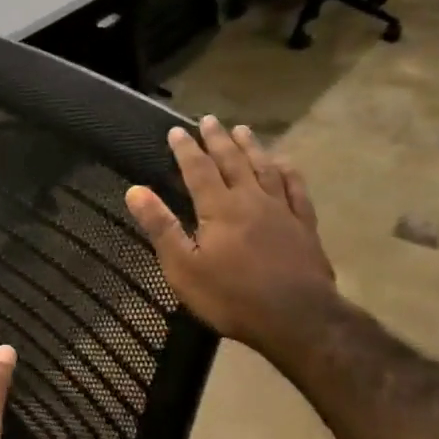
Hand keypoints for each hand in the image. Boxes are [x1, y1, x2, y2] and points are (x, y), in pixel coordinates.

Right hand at [125, 115, 334, 351]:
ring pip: (264, 168)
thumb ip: (161, 227)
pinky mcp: (304, 225)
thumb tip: (135, 190)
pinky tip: (284, 163)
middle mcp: (251, 199)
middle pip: (233, 160)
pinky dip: (287, 171)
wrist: (298, 319)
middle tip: (209, 119)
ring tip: (242, 129)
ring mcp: (282, 210)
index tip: (176, 130)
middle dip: (218, 139)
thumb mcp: (183, 268)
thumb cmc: (232, 297)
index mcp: (219, 208)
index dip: (186, 149)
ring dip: (251, 147)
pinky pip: (296, 188)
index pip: (198, 169)